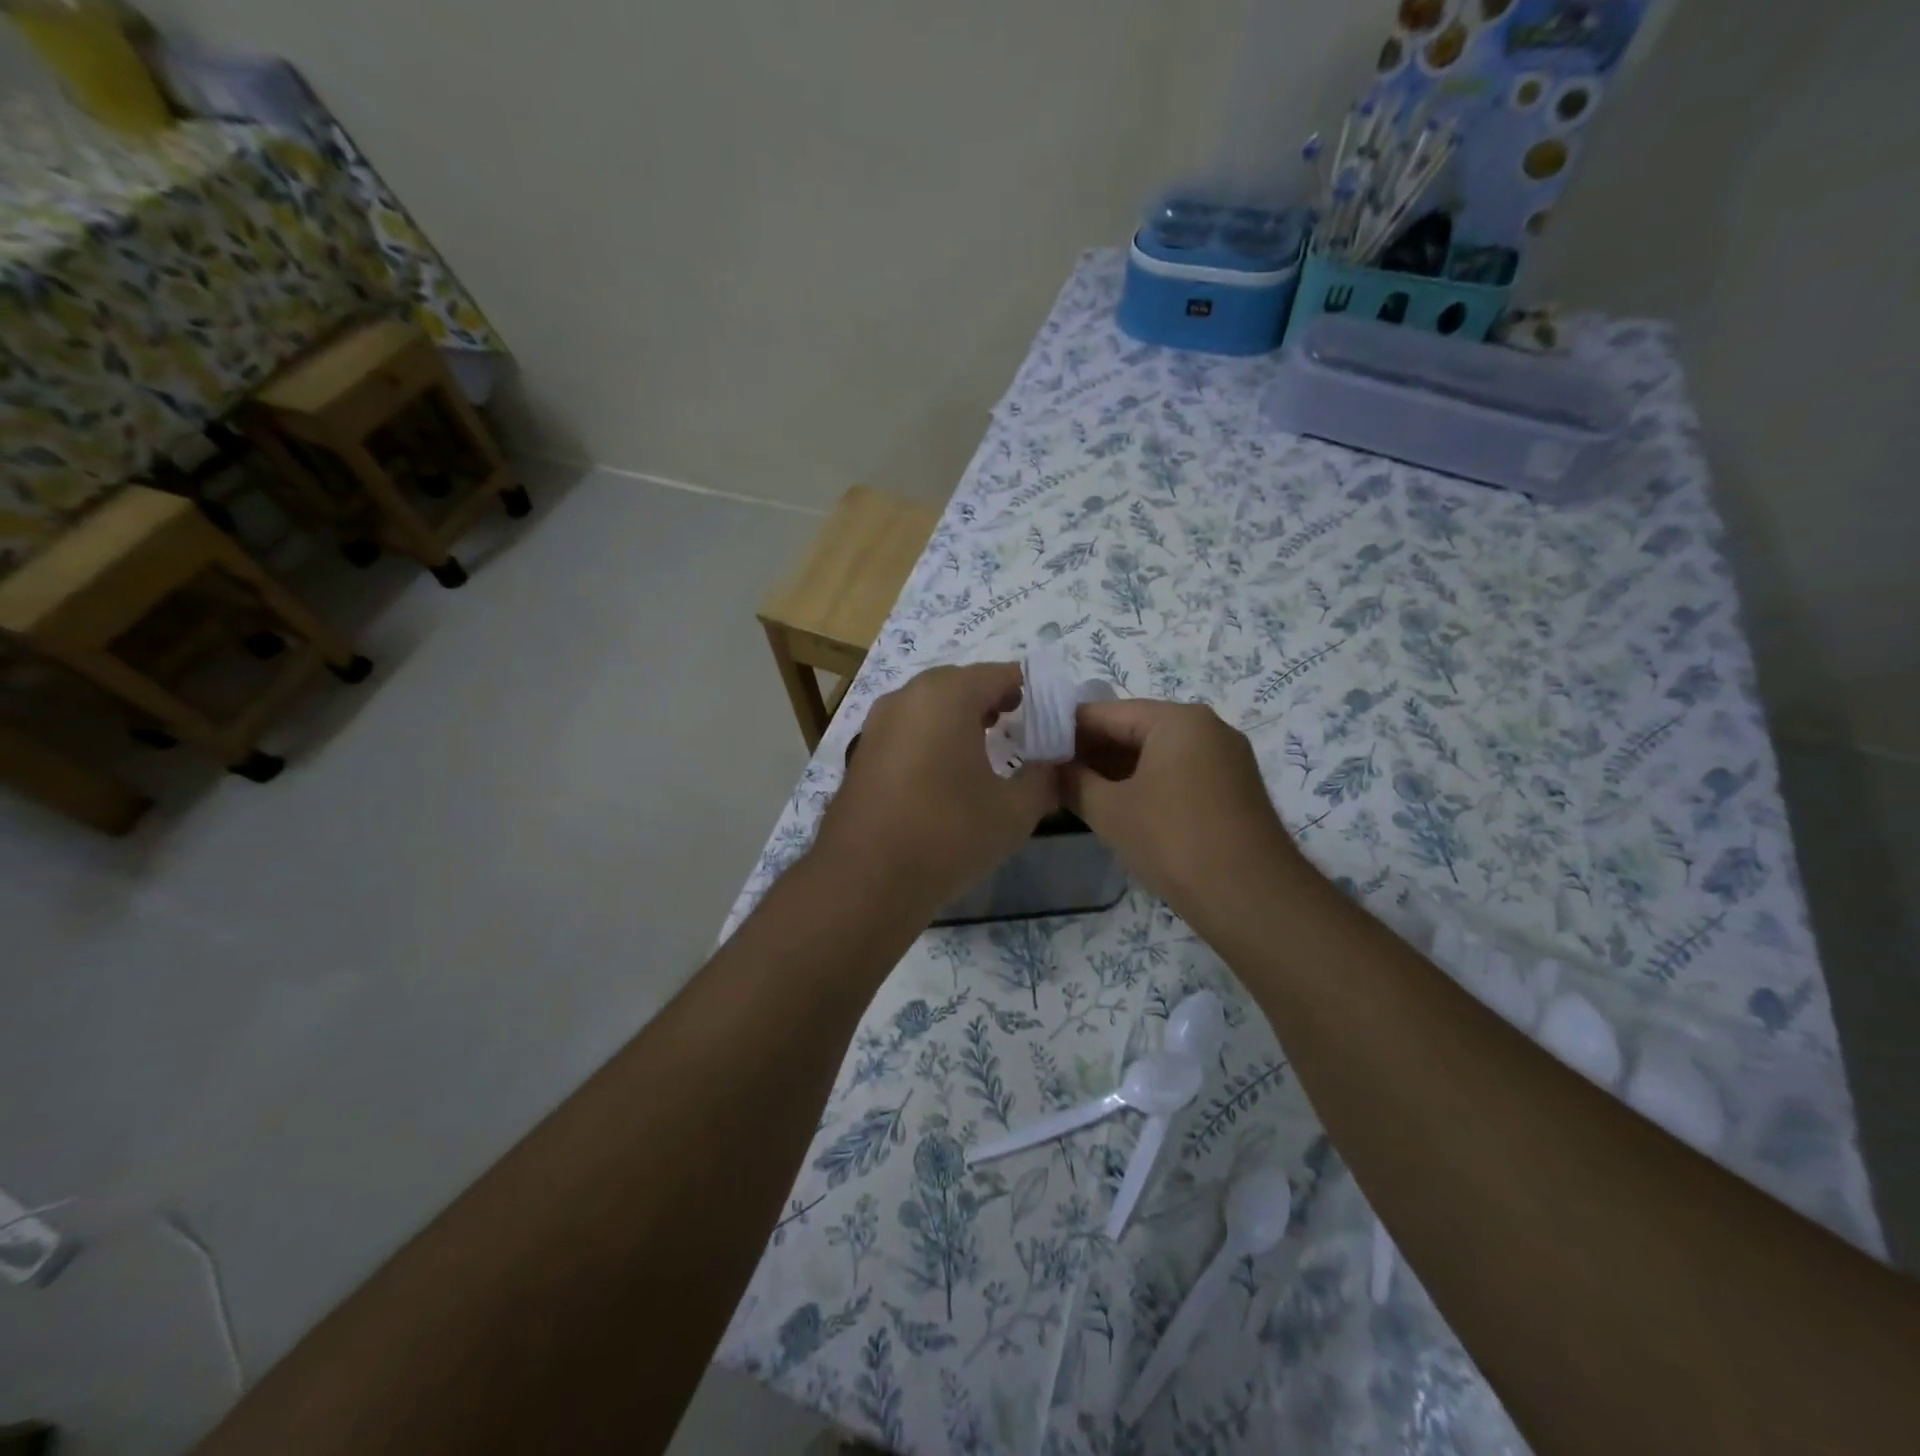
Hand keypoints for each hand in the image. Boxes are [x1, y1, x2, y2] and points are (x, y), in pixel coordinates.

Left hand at [812, 663, 1058, 914]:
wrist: (865, 878)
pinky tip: (945, 771)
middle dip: (991, 699)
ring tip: (985, 744)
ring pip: (929, 705)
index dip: (1028, 690)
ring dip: (959, 717)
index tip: (1048, 713)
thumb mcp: (1014, 811)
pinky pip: (907, 729)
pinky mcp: (862, 751)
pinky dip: (931, 737)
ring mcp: (878, 723)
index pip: (999, 674)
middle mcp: (907, 697)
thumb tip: (1053, 765)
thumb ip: (1043, 779)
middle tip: (1018, 723)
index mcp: (947, 695)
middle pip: (960, 684)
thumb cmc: (947, 834)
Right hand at [1063, 699, 1307, 929]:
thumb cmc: (1173, 841)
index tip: (1034, 749)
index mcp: (1177, 720)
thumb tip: (1050, 768)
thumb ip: (1073, 781)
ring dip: (1116, 770)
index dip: (1064, 730)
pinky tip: (1117, 805)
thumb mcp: (1110, 810)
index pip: (1106, 712)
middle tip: (1050, 774)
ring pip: (1156, 753)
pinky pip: (1177, 773)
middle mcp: (1206, 727)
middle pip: (1134, 729)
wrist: (1252, 898)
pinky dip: (1145, 784)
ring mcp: (1225, 758)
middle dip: (1091, 751)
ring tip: (1076, 791)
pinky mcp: (1233, 788)